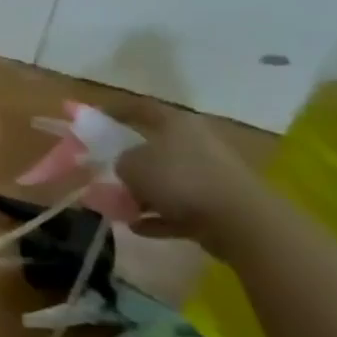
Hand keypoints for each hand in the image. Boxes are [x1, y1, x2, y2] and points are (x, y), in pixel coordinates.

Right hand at [113, 107, 284, 259]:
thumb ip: (120, 162)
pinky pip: (180, 210)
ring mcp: (211, 177)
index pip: (142, 108)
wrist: (241, 222)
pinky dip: (159, 217)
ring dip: (144, 194)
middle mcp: (196, 144)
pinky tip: (137, 227)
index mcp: (177, 123)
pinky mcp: (219, 207)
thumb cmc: (179, 179)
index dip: (116, 110)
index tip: (95, 117)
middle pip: (156, 148)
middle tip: (106, 170)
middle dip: (131, 161)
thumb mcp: (130, 164)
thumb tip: (126, 168)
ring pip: (168, 182)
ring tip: (118, 206)